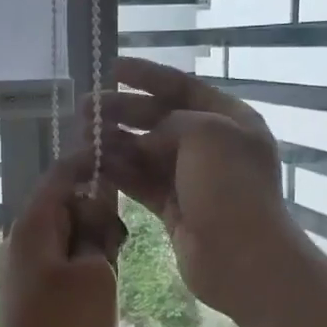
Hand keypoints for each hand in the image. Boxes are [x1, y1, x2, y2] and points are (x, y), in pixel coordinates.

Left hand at [0, 149, 125, 326]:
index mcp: (32, 226)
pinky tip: (99, 286)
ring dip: (91, 242)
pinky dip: (82, 261)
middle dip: (95, 214)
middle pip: (63, 205)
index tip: (121, 156)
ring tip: (110, 268)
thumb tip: (97, 215)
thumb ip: (99, 234)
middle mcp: (21, 239)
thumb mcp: (97, 274)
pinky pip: (59, 259)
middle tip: (117, 243)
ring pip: (64, 234)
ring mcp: (22, 266)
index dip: (89, 162)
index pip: (60, 175)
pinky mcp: (29, 289)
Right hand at [87, 56, 298, 326]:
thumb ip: (170, 122)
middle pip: (160, 119)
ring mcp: (193, 179)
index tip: (113, 68)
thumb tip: (146, 139)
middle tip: (85, 109)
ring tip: (82, 137)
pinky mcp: (175, 208)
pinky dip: (119, 172)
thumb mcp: (205, 134)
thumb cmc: (230, 188)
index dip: (148, 76)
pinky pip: (142, 182)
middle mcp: (212, 146)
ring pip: (146, 152)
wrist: (243, 258)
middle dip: (123, 112)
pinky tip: (93, 164)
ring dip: (115, 143)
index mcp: (230, 120)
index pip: (183, 87)